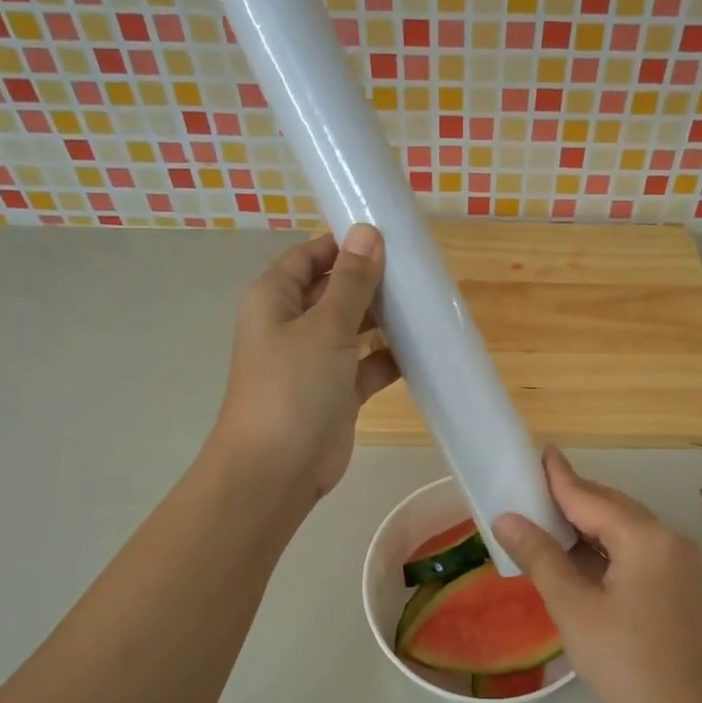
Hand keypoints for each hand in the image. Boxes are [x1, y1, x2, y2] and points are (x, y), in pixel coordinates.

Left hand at [209, 225, 398, 503]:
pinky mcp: (337, 393)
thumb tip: (368, 233)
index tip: (388, 236)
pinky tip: (424, 349)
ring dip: (385, 320)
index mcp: (275, 299)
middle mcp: (292, 325)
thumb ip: (351, 282)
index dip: (344, 244)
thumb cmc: (293, 387)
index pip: (310, 257)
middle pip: (334, 291)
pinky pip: (367, 365)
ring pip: (354, 329)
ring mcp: (315, 361)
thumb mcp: (325, 327)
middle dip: (372, 282)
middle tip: (418, 272)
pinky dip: (391, 358)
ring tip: (426, 304)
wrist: (277, 469)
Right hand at [495, 448, 701, 702]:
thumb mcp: (573, 608)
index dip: (560, 477)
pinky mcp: (681, 586)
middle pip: (612, 509)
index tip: (540, 452)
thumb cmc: (622, 663)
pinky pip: (638, 552)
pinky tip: (580, 559)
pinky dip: (606, 550)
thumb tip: (506, 519)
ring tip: (548, 524)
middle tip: (532, 493)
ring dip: (588, 528)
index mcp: (646, 538)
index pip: (591, 497)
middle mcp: (670, 539)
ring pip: (626, 531)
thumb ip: (540, 556)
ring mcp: (681, 563)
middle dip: (572, 501)